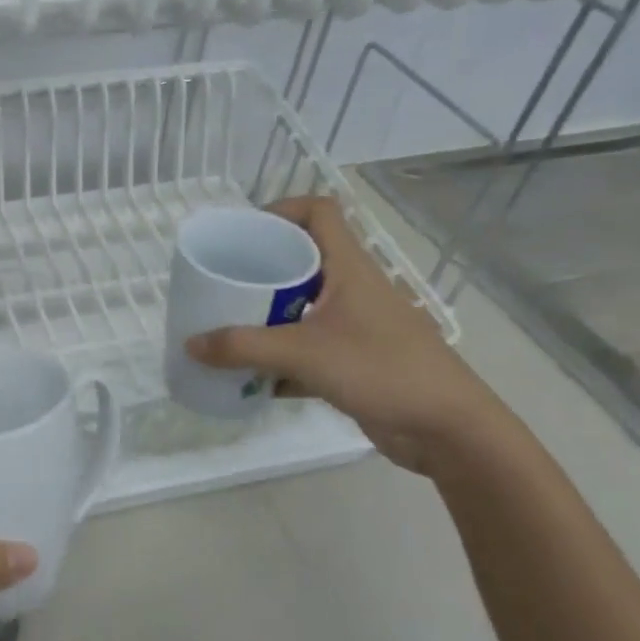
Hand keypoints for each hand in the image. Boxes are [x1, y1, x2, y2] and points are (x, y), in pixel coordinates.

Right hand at [184, 195, 507, 472]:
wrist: (449, 430)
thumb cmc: (382, 370)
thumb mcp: (304, 353)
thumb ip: (243, 348)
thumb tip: (190, 344)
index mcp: (349, 268)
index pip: (319, 212)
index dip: (281, 209)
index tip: (244, 232)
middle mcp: (352, 289)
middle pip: (302, 260)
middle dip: (261, 270)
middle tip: (223, 284)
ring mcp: (356, 327)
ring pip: (302, 307)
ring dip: (266, 318)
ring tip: (228, 330)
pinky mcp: (355, 361)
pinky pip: (307, 349)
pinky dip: (280, 360)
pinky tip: (253, 380)